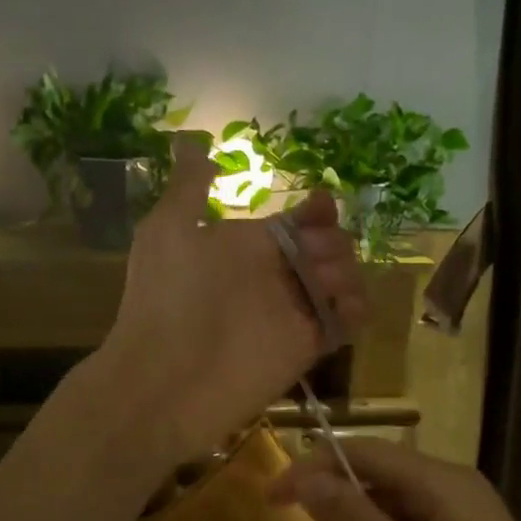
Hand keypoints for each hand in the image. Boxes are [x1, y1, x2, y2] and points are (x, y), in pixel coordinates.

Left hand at [99, 134, 366, 464]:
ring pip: (342, 281)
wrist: (164, 379)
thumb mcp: (168, 230)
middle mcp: (273, 275)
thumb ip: (189, 187)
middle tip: (314, 257)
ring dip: (348, 274)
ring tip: (326, 286)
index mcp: (245, 245)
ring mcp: (291, 311)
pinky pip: (345, 322)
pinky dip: (356, 311)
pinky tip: (345, 308)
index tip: (320, 207)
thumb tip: (189, 140)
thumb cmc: (165, 296)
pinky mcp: (306, 347)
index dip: (316, 211)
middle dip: (333, 242)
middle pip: (327, 247)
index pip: (296, 221)